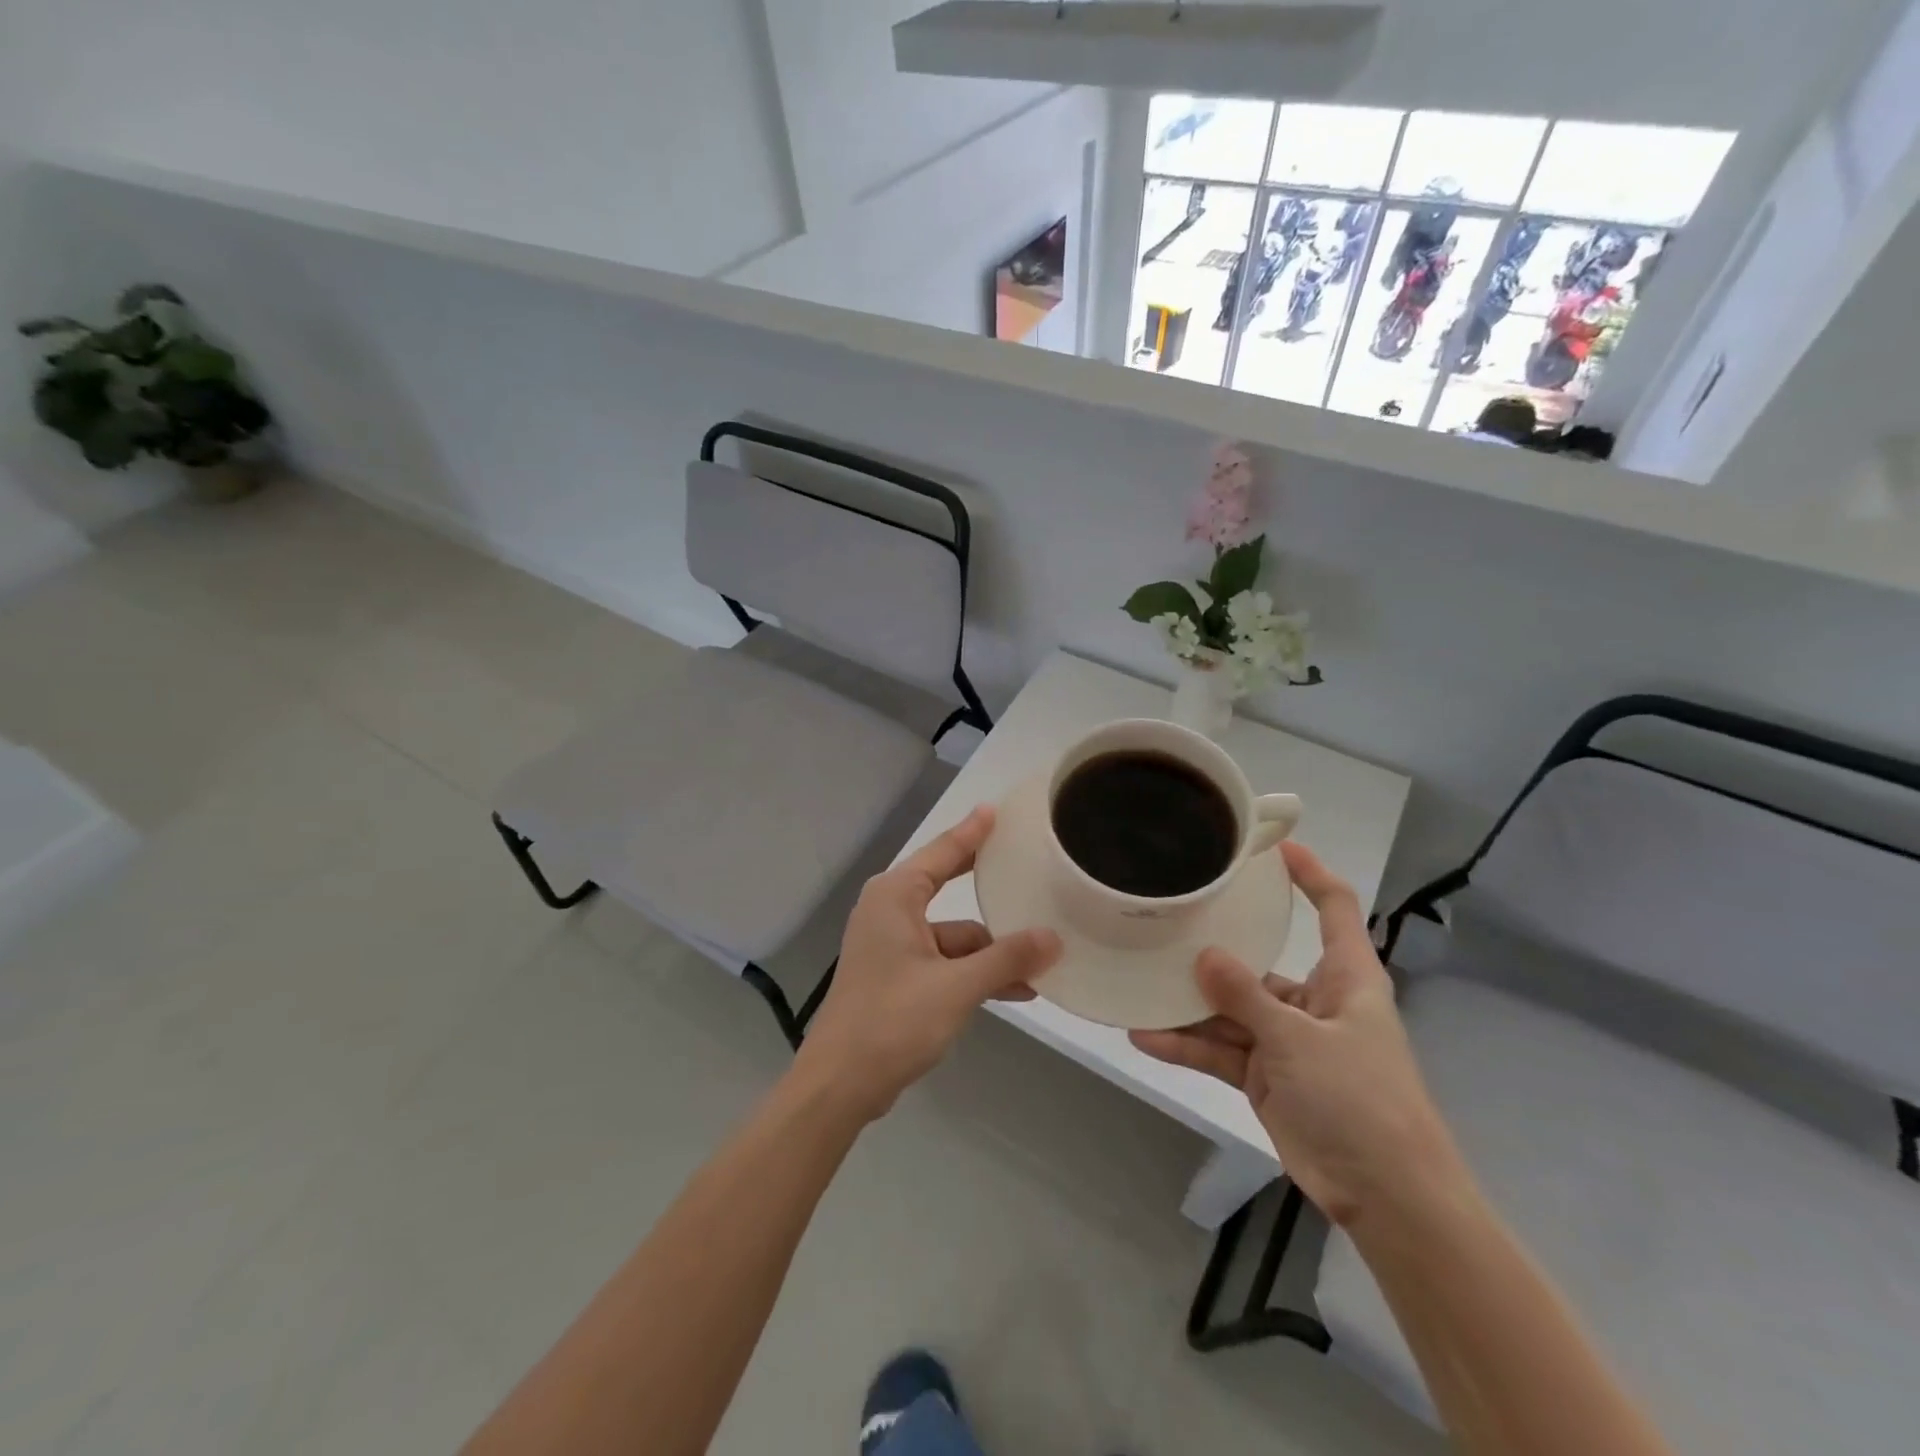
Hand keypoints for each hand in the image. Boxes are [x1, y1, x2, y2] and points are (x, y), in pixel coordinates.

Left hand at [794, 805, 1062, 1122]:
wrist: (840, 1084)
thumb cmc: (893, 1021)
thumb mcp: (957, 987)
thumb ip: (1006, 959)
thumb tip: (1053, 938)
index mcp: (896, 896)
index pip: (943, 851)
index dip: (973, 831)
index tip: (997, 809)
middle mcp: (891, 911)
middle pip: (949, 887)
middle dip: (990, 888)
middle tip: (1027, 865)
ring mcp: (893, 945)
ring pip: (954, 935)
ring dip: (992, 950)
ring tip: (1043, 958)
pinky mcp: (898, 976)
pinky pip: (945, 961)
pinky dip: (975, 972)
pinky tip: (1016, 989)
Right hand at [1131, 841, 1463, 1226]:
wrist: (1388, 1197)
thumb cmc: (1361, 1100)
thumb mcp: (1299, 1040)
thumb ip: (1246, 996)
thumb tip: (1204, 955)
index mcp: (1345, 978)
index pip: (1333, 907)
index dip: (1309, 873)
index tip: (1272, 847)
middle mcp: (1314, 1002)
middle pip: (1260, 963)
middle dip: (1216, 950)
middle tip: (1167, 922)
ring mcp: (1287, 1041)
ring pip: (1231, 1011)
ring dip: (1190, 1006)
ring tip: (1140, 985)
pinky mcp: (1267, 1077)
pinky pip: (1222, 1052)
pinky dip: (1188, 1046)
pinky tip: (1146, 1038)